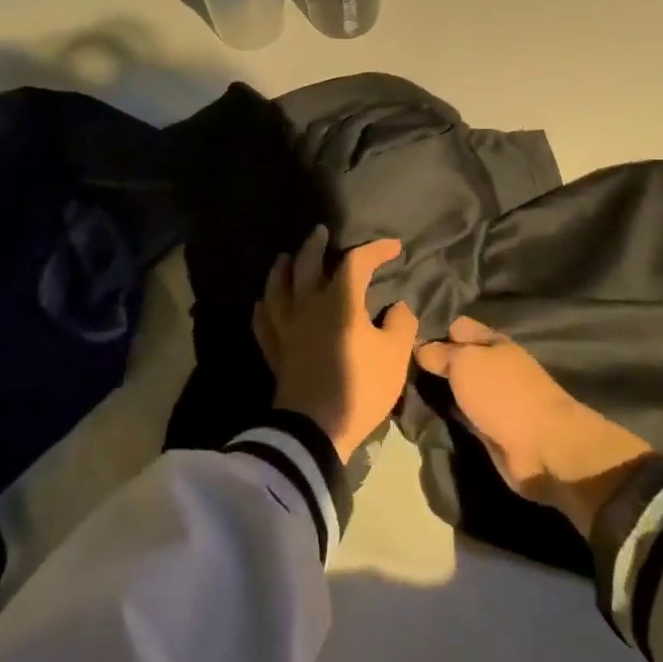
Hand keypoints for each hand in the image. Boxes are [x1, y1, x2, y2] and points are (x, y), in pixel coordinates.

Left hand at [254, 227, 420, 462]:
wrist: (315, 429)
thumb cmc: (360, 387)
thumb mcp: (395, 355)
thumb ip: (400, 324)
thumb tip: (398, 306)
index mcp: (339, 302)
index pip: (356, 263)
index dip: (374, 250)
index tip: (393, 247)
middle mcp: (308, 307)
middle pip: (307, 266)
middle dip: (316, 247)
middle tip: (320, 232)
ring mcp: (287, 329)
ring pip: (278, 290)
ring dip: (281, 270)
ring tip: (284, 258)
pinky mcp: (276, 352)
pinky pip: (264, 324)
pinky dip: (263, 309)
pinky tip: (261, 304)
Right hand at [415, 317, 652, 535]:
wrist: (542, 447)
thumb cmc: (503, 394)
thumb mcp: (465, 362)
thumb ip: (440, 353)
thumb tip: (418, 348)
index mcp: (491, 341)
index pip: (455, 326)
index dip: (431, 328)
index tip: (399, 336)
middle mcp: (492, 365)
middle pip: (455, 357)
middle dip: (430, 361)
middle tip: (393, 364)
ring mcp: (493, 398)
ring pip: (456, 386)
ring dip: (436, 388)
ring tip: (400, 387)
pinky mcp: (491, 426)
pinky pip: (461, 412)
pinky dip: (446, 412)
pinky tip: (421, 411)